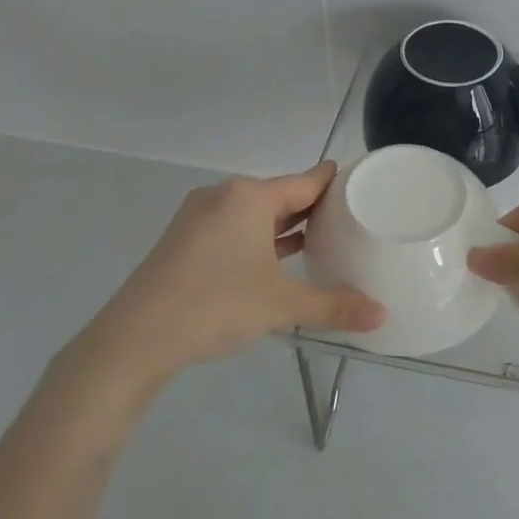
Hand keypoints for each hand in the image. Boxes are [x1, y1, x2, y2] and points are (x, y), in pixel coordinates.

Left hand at [53, 162, 384, 397]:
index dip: (334, 182)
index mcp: (249, 197)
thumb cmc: (216, 305)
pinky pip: (234, 229)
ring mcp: (199, 218)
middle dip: (312, 207)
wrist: (136, 337)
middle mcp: (223, 197)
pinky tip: (276, 258)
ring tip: (322, 237)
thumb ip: (334, 306)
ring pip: (254, 214)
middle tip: (351, 217)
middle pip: (280, 195)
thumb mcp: (282, 305)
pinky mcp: (184, 241)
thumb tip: (382, 315)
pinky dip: (259, 239)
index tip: (360, 183)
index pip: (305, 181)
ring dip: (284, 226)